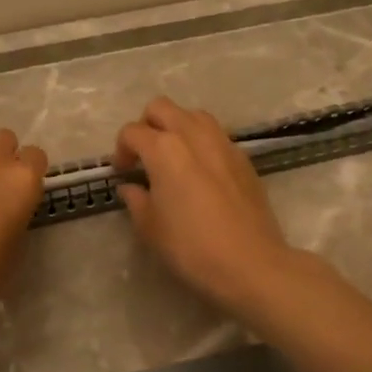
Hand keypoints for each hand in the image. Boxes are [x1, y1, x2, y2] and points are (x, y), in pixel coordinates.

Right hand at [113, 97, 297, 312]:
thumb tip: (131, 187)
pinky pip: (216, 136)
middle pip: (161, 108)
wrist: (250, 263)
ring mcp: (223, 143)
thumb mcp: (150, 228)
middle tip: (144, 156)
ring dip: (177, 127)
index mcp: (164, 149)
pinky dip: (201, 143)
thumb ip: (136, 200)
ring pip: (193, 115)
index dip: (121, 150)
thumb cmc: (191, 247)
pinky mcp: (243, 158)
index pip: (132, 132)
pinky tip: (200, 173)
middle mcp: (193, 135)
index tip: (123, 172)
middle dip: (147, 125)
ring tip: (173, 159)